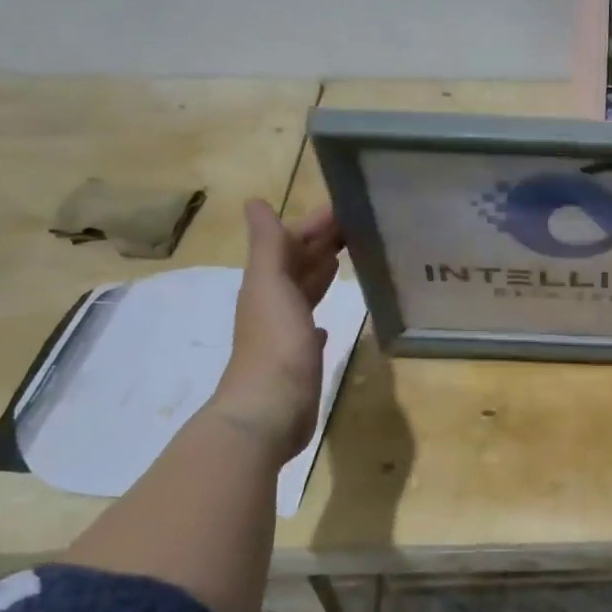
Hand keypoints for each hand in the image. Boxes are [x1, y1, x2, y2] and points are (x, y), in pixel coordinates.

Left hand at [208, 200, 342, 455]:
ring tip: (347, 260)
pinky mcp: (300, 358)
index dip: (313, 224)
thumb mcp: (271, 285)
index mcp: (267, 283)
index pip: (290, 242)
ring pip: (305, 292)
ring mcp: (286, 332)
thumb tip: (254, 202)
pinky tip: (328, 322)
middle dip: (321, 244)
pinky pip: (311, 327)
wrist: (270, 409)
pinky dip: (319, 315)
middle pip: (298, 264)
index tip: (347, 208)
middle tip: (357, 227)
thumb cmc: (275, 343)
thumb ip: (268, 245)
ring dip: (321, 274)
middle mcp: (274, 303)